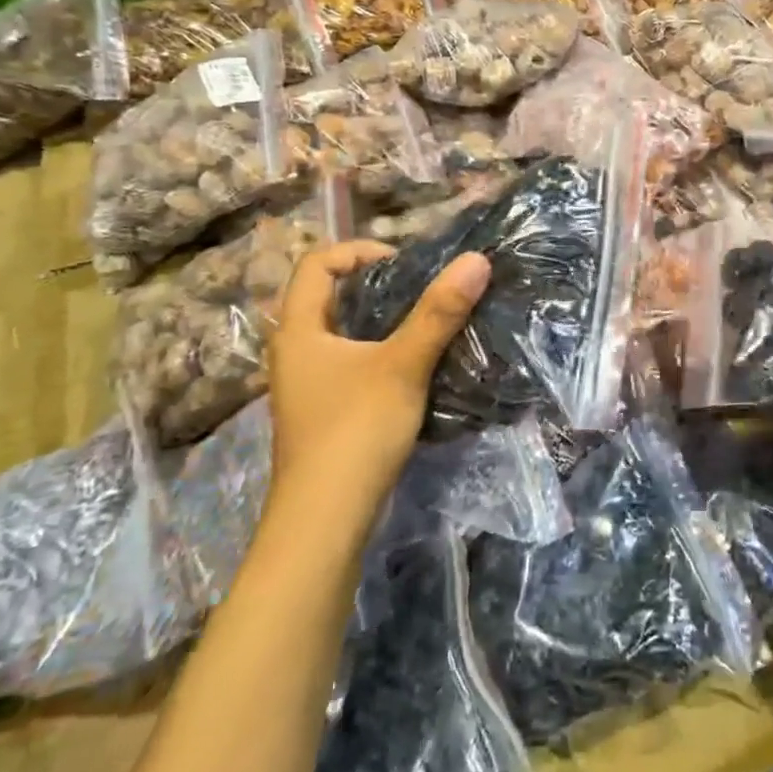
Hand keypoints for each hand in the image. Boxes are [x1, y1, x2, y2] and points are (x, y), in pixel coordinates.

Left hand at [266, 241, 490, 518]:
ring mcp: (307, 386)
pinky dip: (380, 353)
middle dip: (376, 285)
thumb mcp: (403, 366)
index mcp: (299, 330)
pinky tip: (415, 368)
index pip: (316, 264)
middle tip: (421, 290)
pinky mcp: (324, 412)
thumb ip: (439, 313)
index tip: (404, 263)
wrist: (325, 520)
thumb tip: (477, 260)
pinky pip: (350, 364)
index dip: (359, 251)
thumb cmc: (355, 431)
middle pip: (328, 297)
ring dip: (381, 321)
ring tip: (425, 324)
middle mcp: (295, 352)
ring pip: (342, 334)